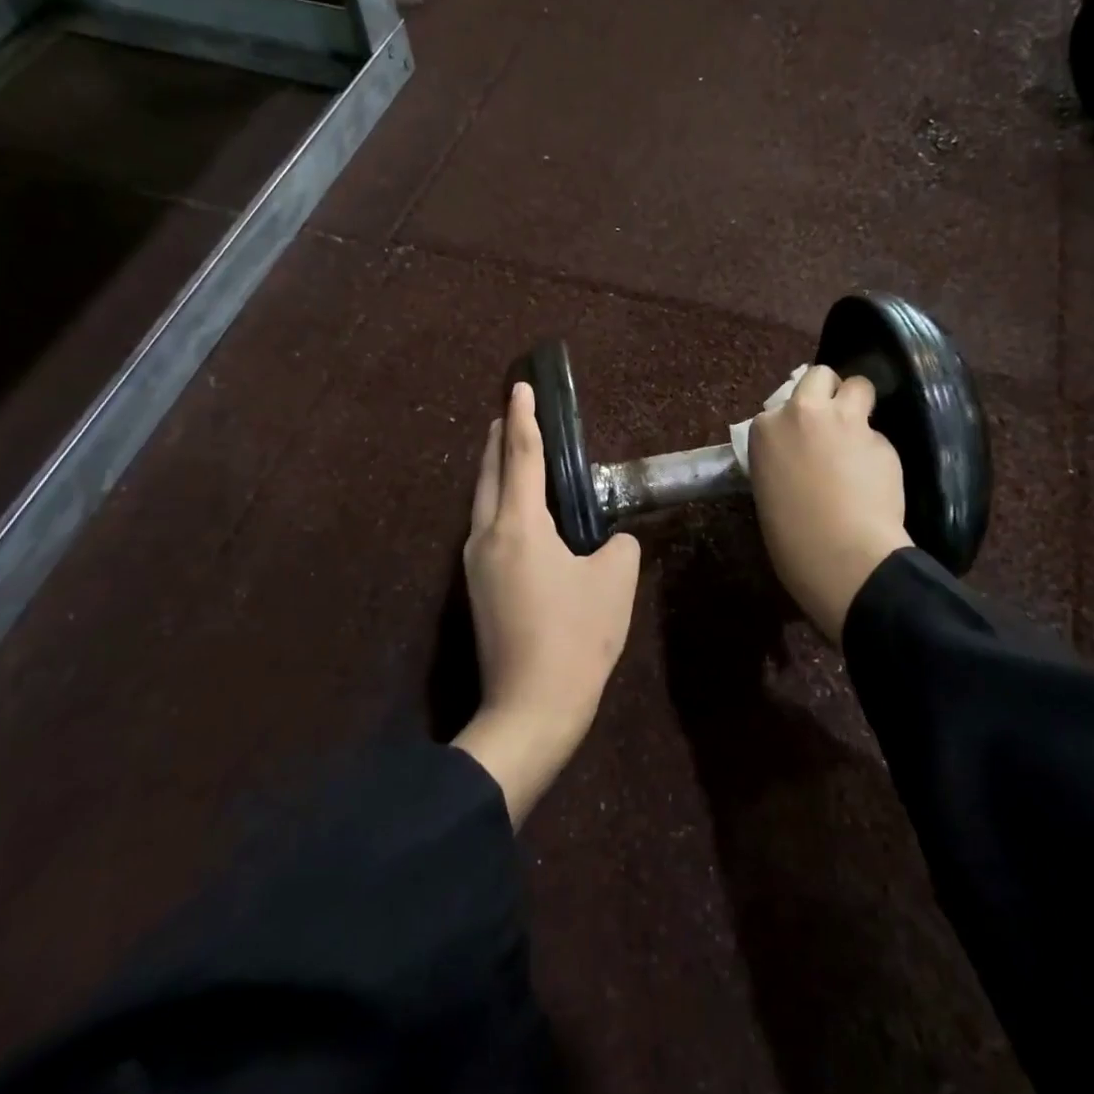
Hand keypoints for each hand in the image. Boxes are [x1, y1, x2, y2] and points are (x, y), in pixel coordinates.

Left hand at [453, 382, 640, 826]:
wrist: (530, 707)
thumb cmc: (576, 637)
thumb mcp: (615, 582)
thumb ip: (618, 545)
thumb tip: (609, 540)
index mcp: (519, 525)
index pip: (522, 454)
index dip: (523, 416)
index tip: (519, 386)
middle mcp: (487, 535)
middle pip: (490, 471)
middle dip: (500, 436)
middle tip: (511, 410)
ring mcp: (475, 563)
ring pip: (482, 499)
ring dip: (495, 468)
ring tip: (509, 449)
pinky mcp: (477, 587)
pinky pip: (485, 525)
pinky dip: (497, 500)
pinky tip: (513, 507)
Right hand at [748, 366, 910, 643]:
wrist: (842, 556)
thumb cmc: (790, 538)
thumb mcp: (768, 490)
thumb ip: (782, 458)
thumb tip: (800, 456)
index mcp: (766, 429)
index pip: (779, 406)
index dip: (793, 422)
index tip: (799, 443)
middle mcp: (803, 413)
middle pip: (819, 376)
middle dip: (827, 391)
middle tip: (832, 421)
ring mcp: (846, 422)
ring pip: (859, 386)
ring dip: (858, 404)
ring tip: (858, 436)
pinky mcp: (881, 439)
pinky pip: (878, 435)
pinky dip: (876, 450)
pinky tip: (876, 478)